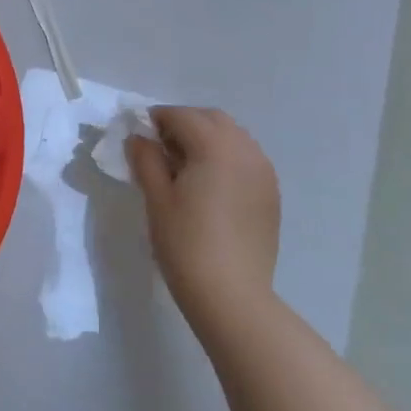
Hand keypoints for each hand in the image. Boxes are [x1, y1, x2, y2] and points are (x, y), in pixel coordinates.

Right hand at [127, 107, 280, 324]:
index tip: (139, 134)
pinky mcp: (271, 193)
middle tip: (160, 148)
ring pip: (233, 136)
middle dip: (185, 123)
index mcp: (215, 146)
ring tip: (184, 167)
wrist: (231, 295)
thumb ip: (146, 159)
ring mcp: (264, 171)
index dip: (157, 119)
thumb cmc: (186, 244)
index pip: (182, 116)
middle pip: (212, 119)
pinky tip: (209, 184)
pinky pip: (246, 158)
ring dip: (207, 139)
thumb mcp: (157, 198)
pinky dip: (226, 157)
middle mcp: (245, 150)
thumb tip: (139, 138)